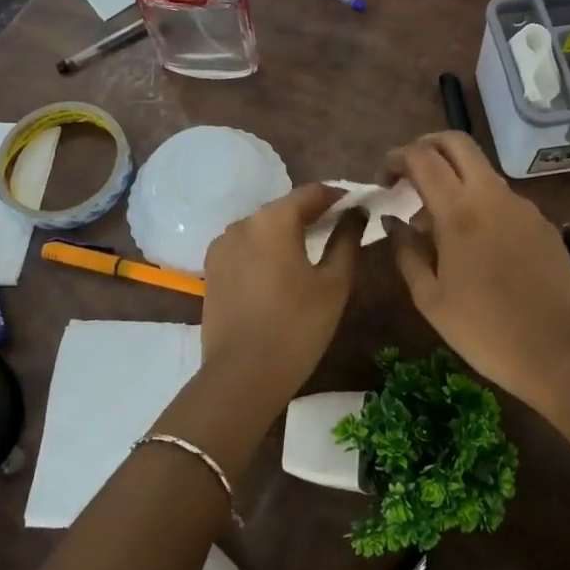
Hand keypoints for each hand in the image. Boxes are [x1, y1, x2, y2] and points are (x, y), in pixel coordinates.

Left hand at [199, 184, 361, 408]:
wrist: (241, 376)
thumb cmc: (296, 326)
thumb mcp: (334, 284)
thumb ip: (346, 240)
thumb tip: (356, 213)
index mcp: (273, 219)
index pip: (312, 192)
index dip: (338, 197)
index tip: (358, 207)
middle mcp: (242, 223)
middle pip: (285, 208)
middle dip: (312, 216)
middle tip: (339, 232)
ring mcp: (222, 246)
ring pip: (263, 229)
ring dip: (286, 234)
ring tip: (309, 255)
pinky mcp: (211, 270)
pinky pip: (245, 249)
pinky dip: (265, 252)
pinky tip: (280, 274)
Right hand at [387, 132, 569, 407]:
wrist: (558, 353)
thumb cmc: (483, 329)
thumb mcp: (430, 298)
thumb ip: (406, 251)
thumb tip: (393, 221)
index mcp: (459, 211)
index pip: (422, 157)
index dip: (396, 158)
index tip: (383, 180)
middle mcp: (493, 196)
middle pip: (457, 142)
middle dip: (427, 146)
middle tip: (409, 173)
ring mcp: (523, 206)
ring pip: (482, 171)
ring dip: (454, 179)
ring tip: (439, 223)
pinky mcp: (543, 223)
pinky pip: (503, 200)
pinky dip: (481, 204)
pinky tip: (477, 244)